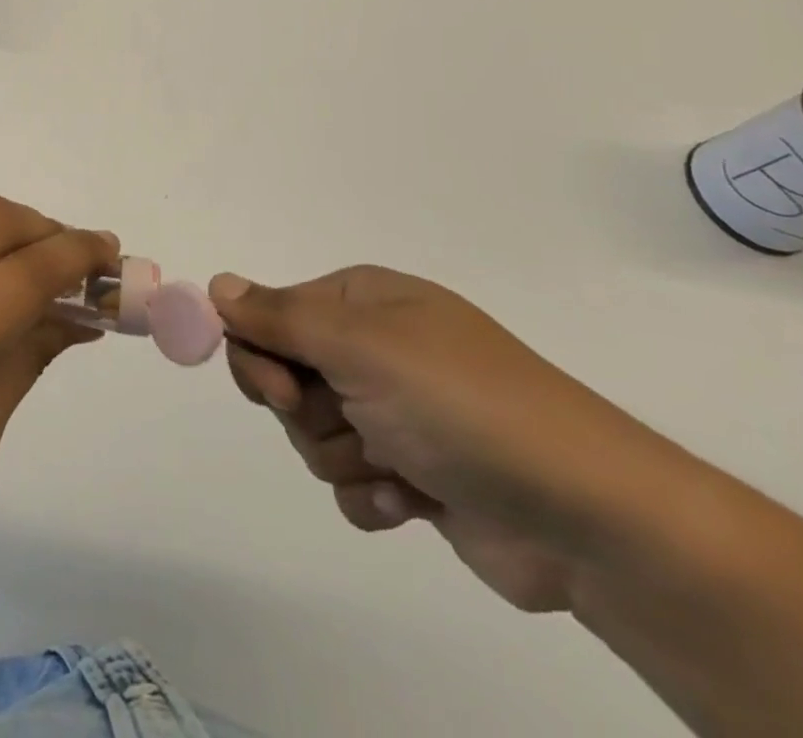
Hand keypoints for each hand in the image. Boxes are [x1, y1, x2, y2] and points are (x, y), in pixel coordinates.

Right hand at [209, 266, 675, 612]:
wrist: (587, 517)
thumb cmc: (461, 405)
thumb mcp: (360, 346)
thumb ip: (278, 316)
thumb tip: (215, 285)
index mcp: (362, 303)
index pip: (270, 314)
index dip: (261, 351)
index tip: (277, 385)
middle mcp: (375, 349)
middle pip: (284, 375)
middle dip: (304, 409)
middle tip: (344, 420)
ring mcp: (395, 411)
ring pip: (312, 432)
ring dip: (343, 454)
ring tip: (397, 465)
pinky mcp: (413, 472)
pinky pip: (350, 480)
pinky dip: (372, 494)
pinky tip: (413, 500)